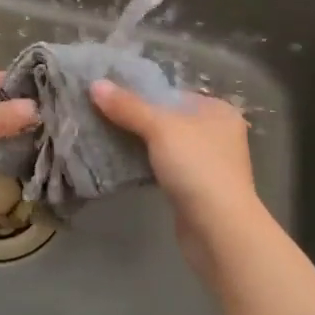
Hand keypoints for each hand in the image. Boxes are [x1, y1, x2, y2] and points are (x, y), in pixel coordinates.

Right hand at [91, 80, 256, 220]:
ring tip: (103, 135)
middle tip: (100, 114)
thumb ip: (128, 106)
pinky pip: (164, 167)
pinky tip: (121, 163)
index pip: (172, 93)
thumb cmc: (197, 167)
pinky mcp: (195, 189)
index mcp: (217, 111)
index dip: (141, 92)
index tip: (109, 94)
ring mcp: (207, 163)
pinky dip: (145, 164)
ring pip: (164, 145)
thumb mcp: (160, 128)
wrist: (219, 229)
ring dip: (138, 143)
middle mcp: (216, 133)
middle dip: (136, 118)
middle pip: (167, 118)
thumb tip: (95, 85)